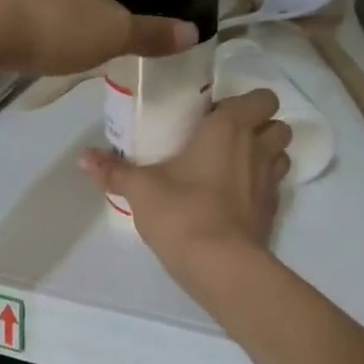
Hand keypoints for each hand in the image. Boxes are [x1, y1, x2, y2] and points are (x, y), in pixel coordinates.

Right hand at [80, 90, 291, 280]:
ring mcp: (270, 182)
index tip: (216, 115)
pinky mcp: (272, 212)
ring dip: (264, 156)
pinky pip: (273, 188)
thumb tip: (82, 156)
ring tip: (232, 167)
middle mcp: (257, 148)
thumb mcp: (141, 189)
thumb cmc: (182, 211)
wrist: (219, 265)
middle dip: (261, 128)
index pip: (262, 98)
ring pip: (281, 156)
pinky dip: (259, 188)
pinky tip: (233, 201)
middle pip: (278, 125)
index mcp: (230, 128)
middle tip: (226, 140)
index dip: (246, 103)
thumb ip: (114, 171)